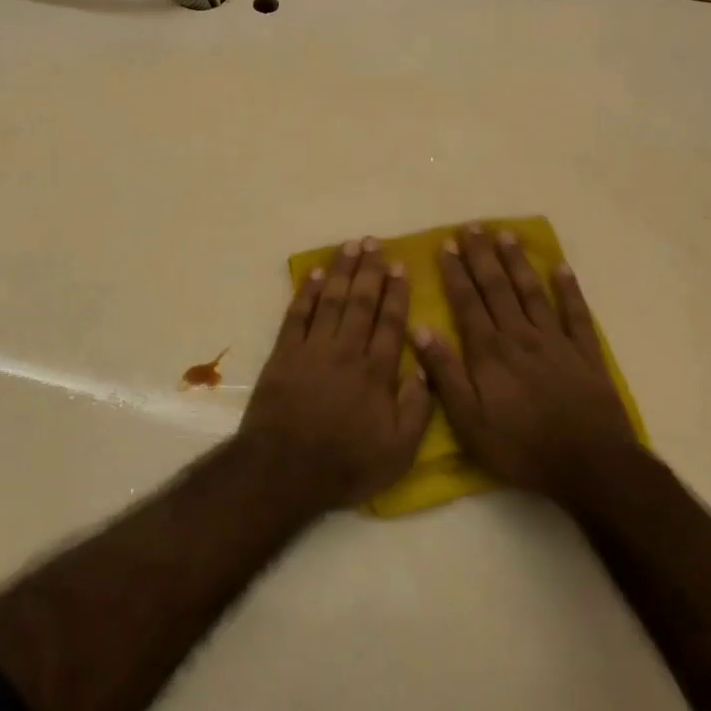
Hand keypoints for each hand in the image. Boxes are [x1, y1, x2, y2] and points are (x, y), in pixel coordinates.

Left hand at [237, 238, 431, 512]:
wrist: (284, 469)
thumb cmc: (345, 465)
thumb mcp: (397, 452)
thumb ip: (417, 409)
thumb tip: (427, 369)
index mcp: (376, 372)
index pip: (391, 323)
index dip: (396, 293)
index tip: (401, 266)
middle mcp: (346, 351)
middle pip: (361, 302)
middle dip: (369, 270)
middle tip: (374, 242)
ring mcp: (312, 349)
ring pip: (332, 300)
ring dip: (342, 271)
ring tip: (350, 245)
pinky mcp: (284, 354)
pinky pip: (298, 315)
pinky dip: (307, 293)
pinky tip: (316, 274)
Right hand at [413, 226, 637, 505]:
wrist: (591, 466)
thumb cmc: (521, 447)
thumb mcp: (469, 421)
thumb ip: (445, 373)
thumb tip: (420, 329)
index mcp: (489, 352)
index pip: (467, 303)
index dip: (455, 273)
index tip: (445, 245)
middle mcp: (520, 337)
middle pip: (497, 289)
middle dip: (482, 256)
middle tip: (472, 227)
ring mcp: (556, 342)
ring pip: (532, 293)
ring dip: (517, 263)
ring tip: (506, 235)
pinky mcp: (586, 355)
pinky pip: (576, 314)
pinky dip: (569, 290)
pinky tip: (562, 267)